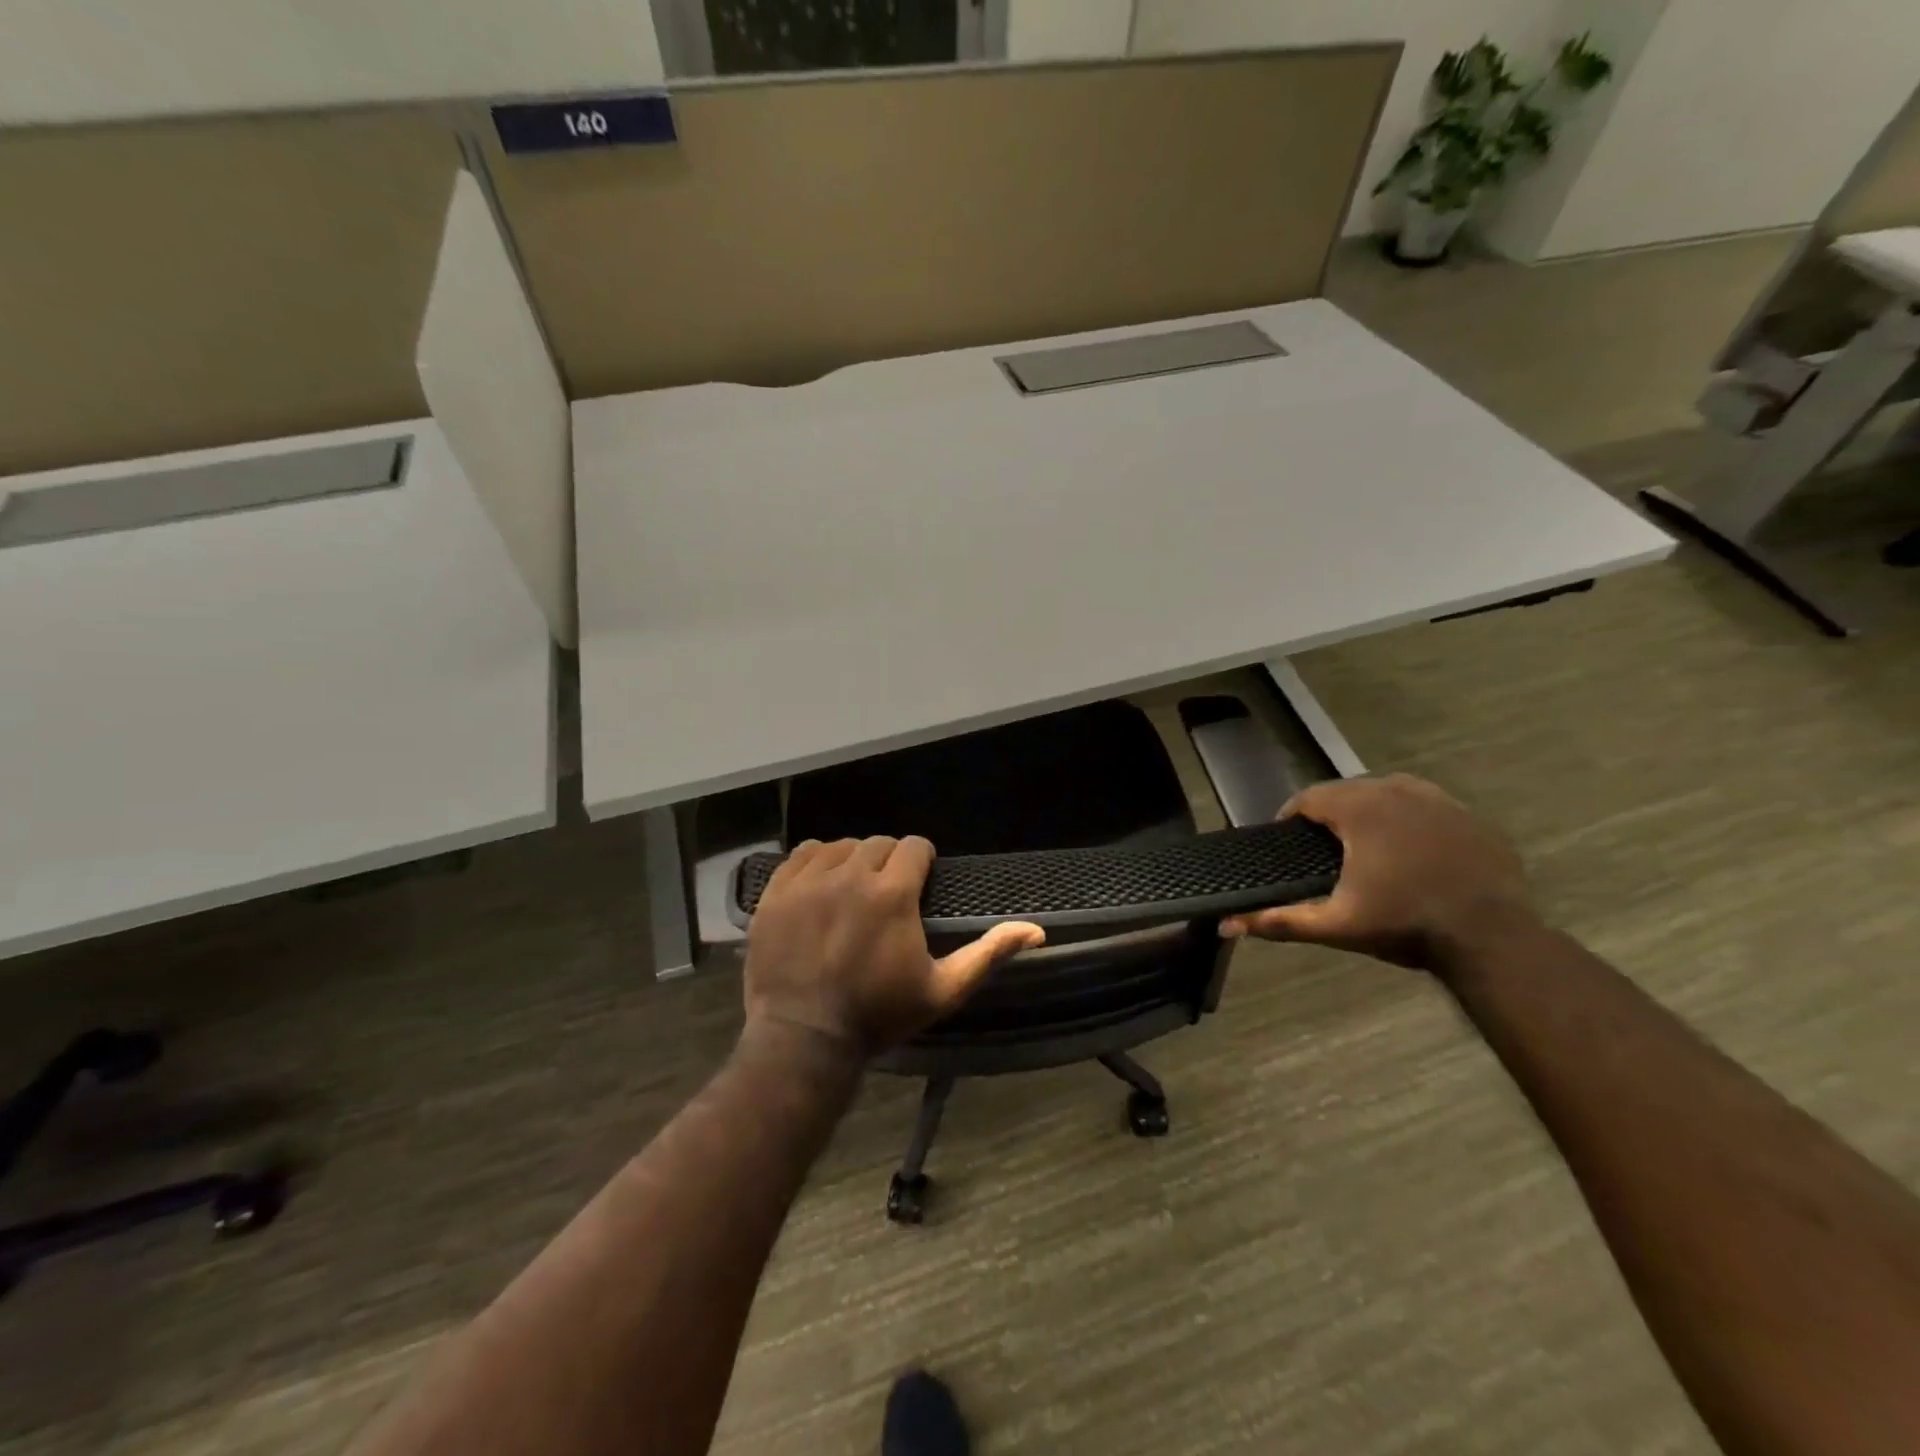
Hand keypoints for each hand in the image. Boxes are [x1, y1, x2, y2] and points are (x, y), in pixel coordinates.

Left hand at [744, 836, 1043, 1056]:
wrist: (803, 1039)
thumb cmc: (879, 1016)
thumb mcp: (943, 990)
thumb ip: (988, 954)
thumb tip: (1036, 930)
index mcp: (892, 893)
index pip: (914, 846)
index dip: (922, 862)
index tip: (920, 883)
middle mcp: (850, 875)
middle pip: (879, 844)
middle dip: (889, 862)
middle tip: (887, 894)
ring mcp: (808, 881)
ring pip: (841, 845)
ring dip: (853, 860)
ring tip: (854, 889)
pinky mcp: (777, 892)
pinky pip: (802, 853)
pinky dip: (817, 861)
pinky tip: (821, 884)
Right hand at [1219, 774, 1535, 972]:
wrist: (1493, 938)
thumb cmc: (1405, 924)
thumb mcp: (1337, 925)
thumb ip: (1280, 920)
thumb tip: (1227, 924)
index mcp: (1360, 809)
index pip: (1309, 798)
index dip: (1291, 817)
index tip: (1287, 839)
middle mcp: (1396, 790)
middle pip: (1347, 790)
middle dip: (1329, 813)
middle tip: (1322, 847)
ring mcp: (1439, 799)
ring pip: (1387, 792)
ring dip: (1369, 811)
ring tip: (1364, 845)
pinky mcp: (1469, 816)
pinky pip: (1426, 805)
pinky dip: (1409, 819)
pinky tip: (1411, 850)